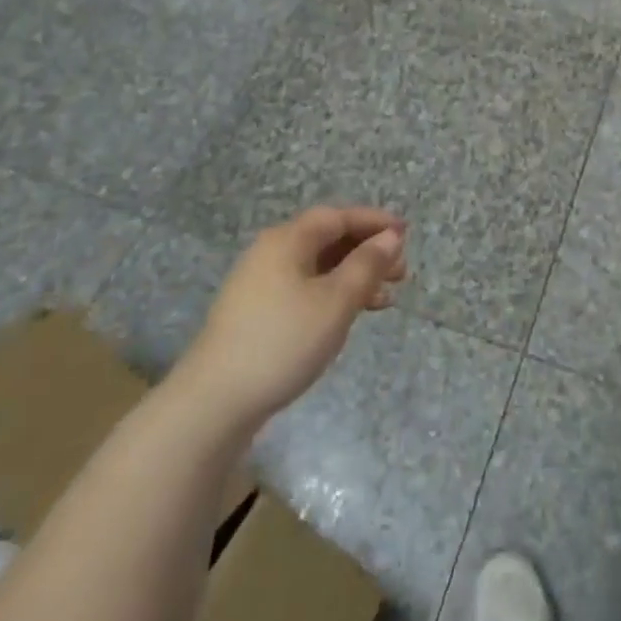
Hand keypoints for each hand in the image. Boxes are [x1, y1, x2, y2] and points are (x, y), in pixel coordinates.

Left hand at [182, 206, 407, 425]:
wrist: (213, 403)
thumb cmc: (282, 341)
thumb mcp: (336, 301)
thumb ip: (367, 265)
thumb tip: (390, 237)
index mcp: (288, 240)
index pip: (338, 216)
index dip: (375, 221)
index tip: (406, 234)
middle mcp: (271, 253)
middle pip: (328, 239)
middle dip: (368, 251)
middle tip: (401, 272)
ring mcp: (260, 285)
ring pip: (318, 268)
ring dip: (354, 276)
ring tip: (386, 298)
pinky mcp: (256, 314)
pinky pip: (305, 289)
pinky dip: (333, 295)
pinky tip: (350, 316)